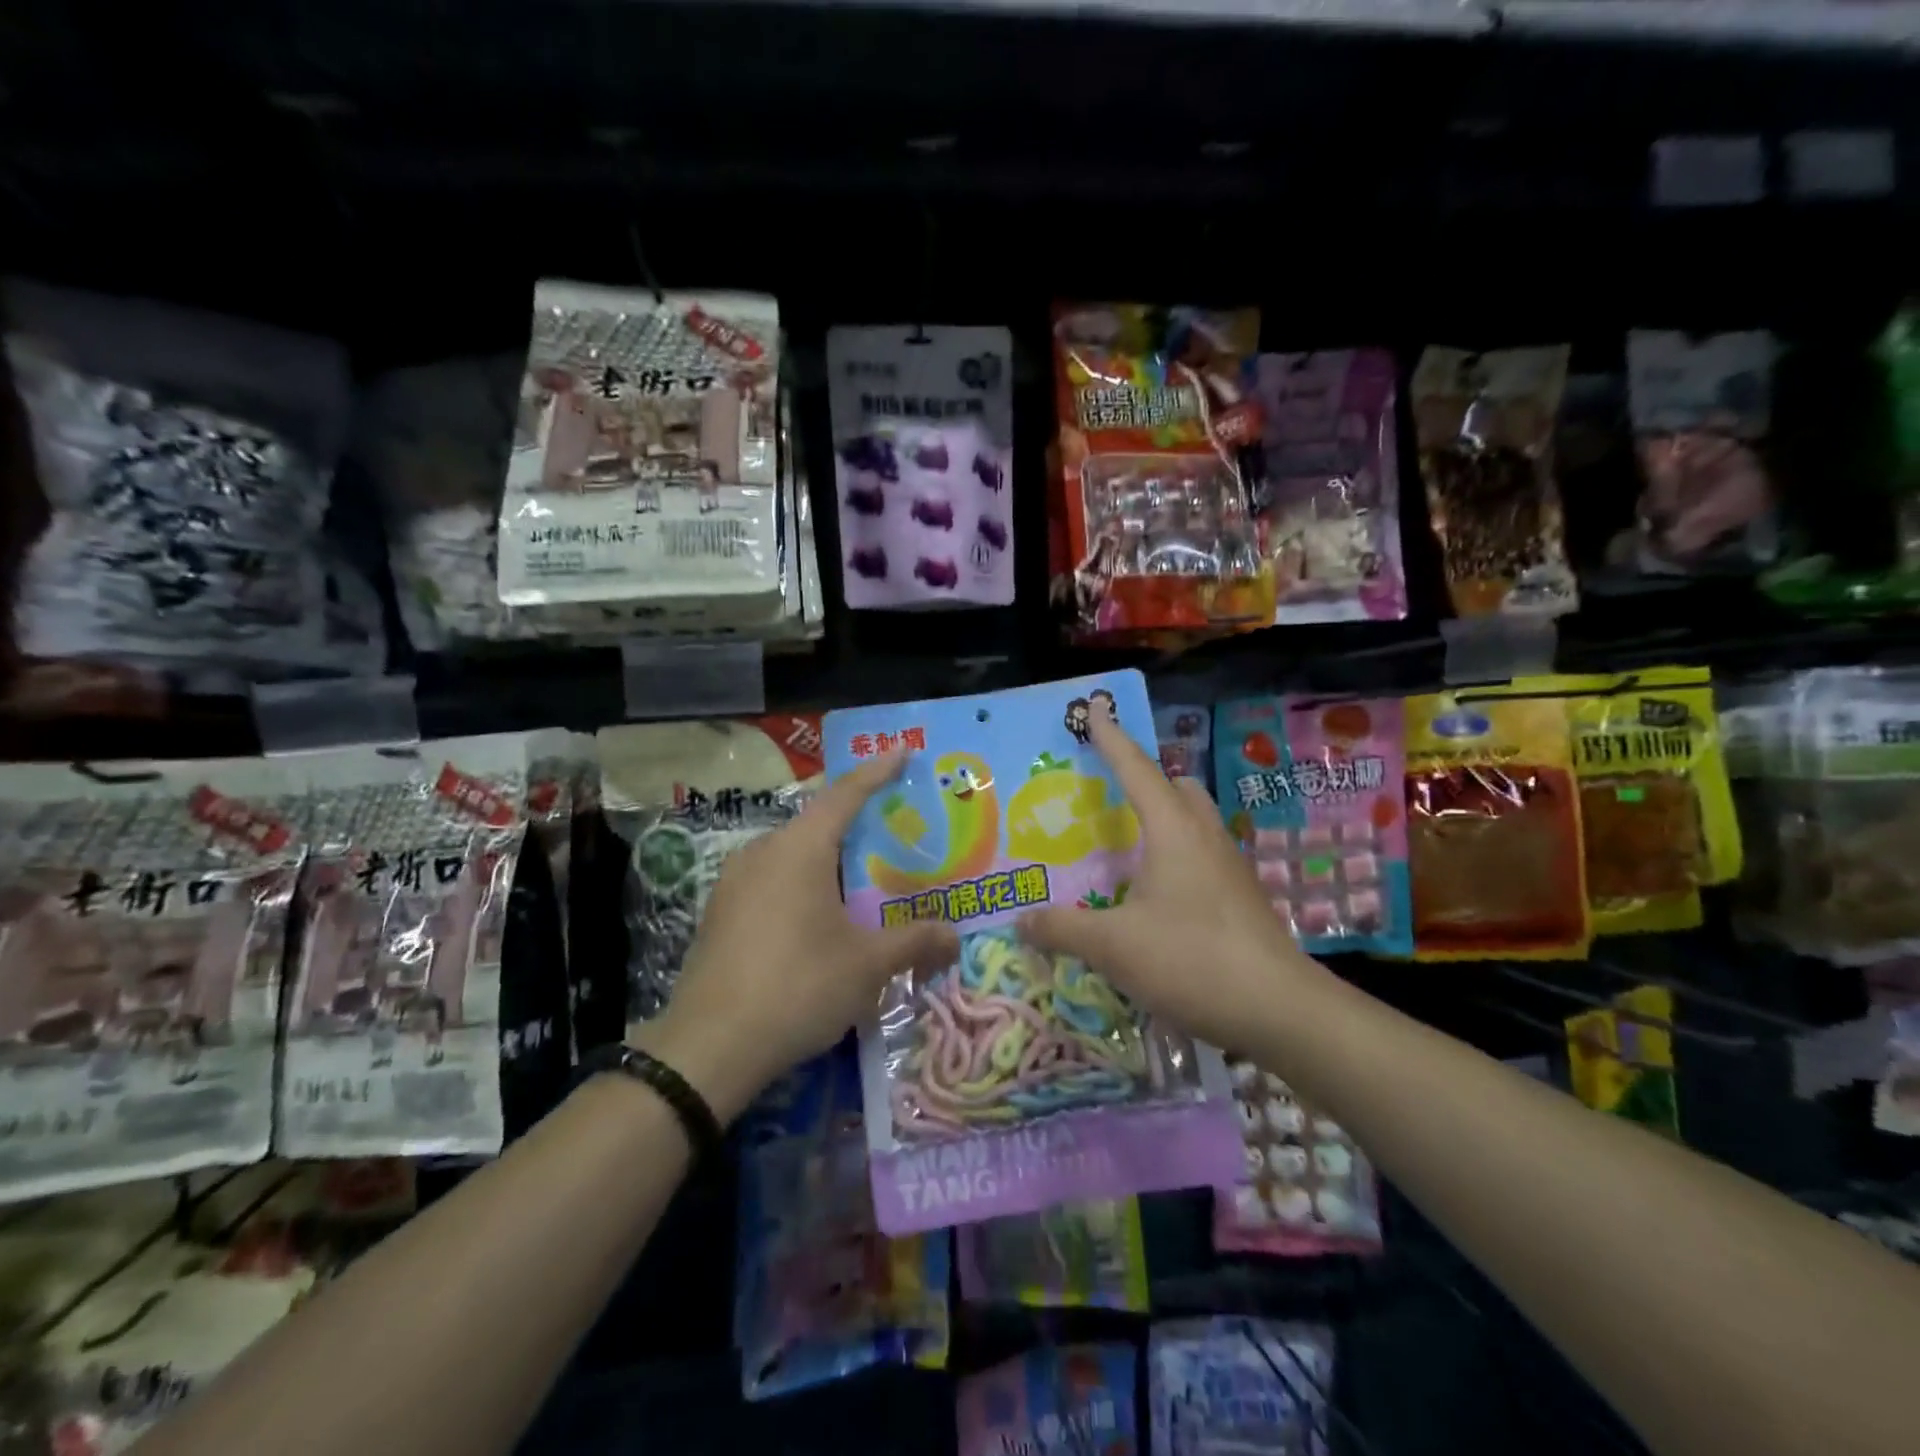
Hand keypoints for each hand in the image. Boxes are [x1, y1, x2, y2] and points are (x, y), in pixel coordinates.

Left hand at [632, 751, 959, 1121]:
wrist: (709, 1047)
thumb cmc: (798, 987)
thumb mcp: (867, 965)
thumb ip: (914, 942)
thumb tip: (954, 936)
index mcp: (800, 849)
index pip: (846, 795)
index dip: (877, 772)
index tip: (901, 751)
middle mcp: (763, 852)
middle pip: (818, 823)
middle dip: (856, 823)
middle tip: (894, 831)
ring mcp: (734, 882)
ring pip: (792, 855)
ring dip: (828, 859)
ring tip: (861, 878)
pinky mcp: (720, 913)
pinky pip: (772, 881)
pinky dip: (802, 884)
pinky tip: (818, 917)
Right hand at [1017, 713, 1321, 1052]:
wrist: (1279, 1008)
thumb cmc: (1191, 959)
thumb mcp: (1113, 945)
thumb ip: (1062, 928)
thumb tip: (1021, 920)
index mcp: (1172, 828)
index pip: (1135, 768)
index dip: (1110, 738)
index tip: (1095, 708)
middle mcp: (1203, 834)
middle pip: (1175, 786)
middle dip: (1144, 777)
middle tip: (1108, 790)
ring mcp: (1228, 864)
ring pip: (1193, 819)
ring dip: (1162, 815)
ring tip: (1126, 842)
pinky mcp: (1240, 894)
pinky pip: (1201, 852)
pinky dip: (1175, 851)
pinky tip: (1155, 889)